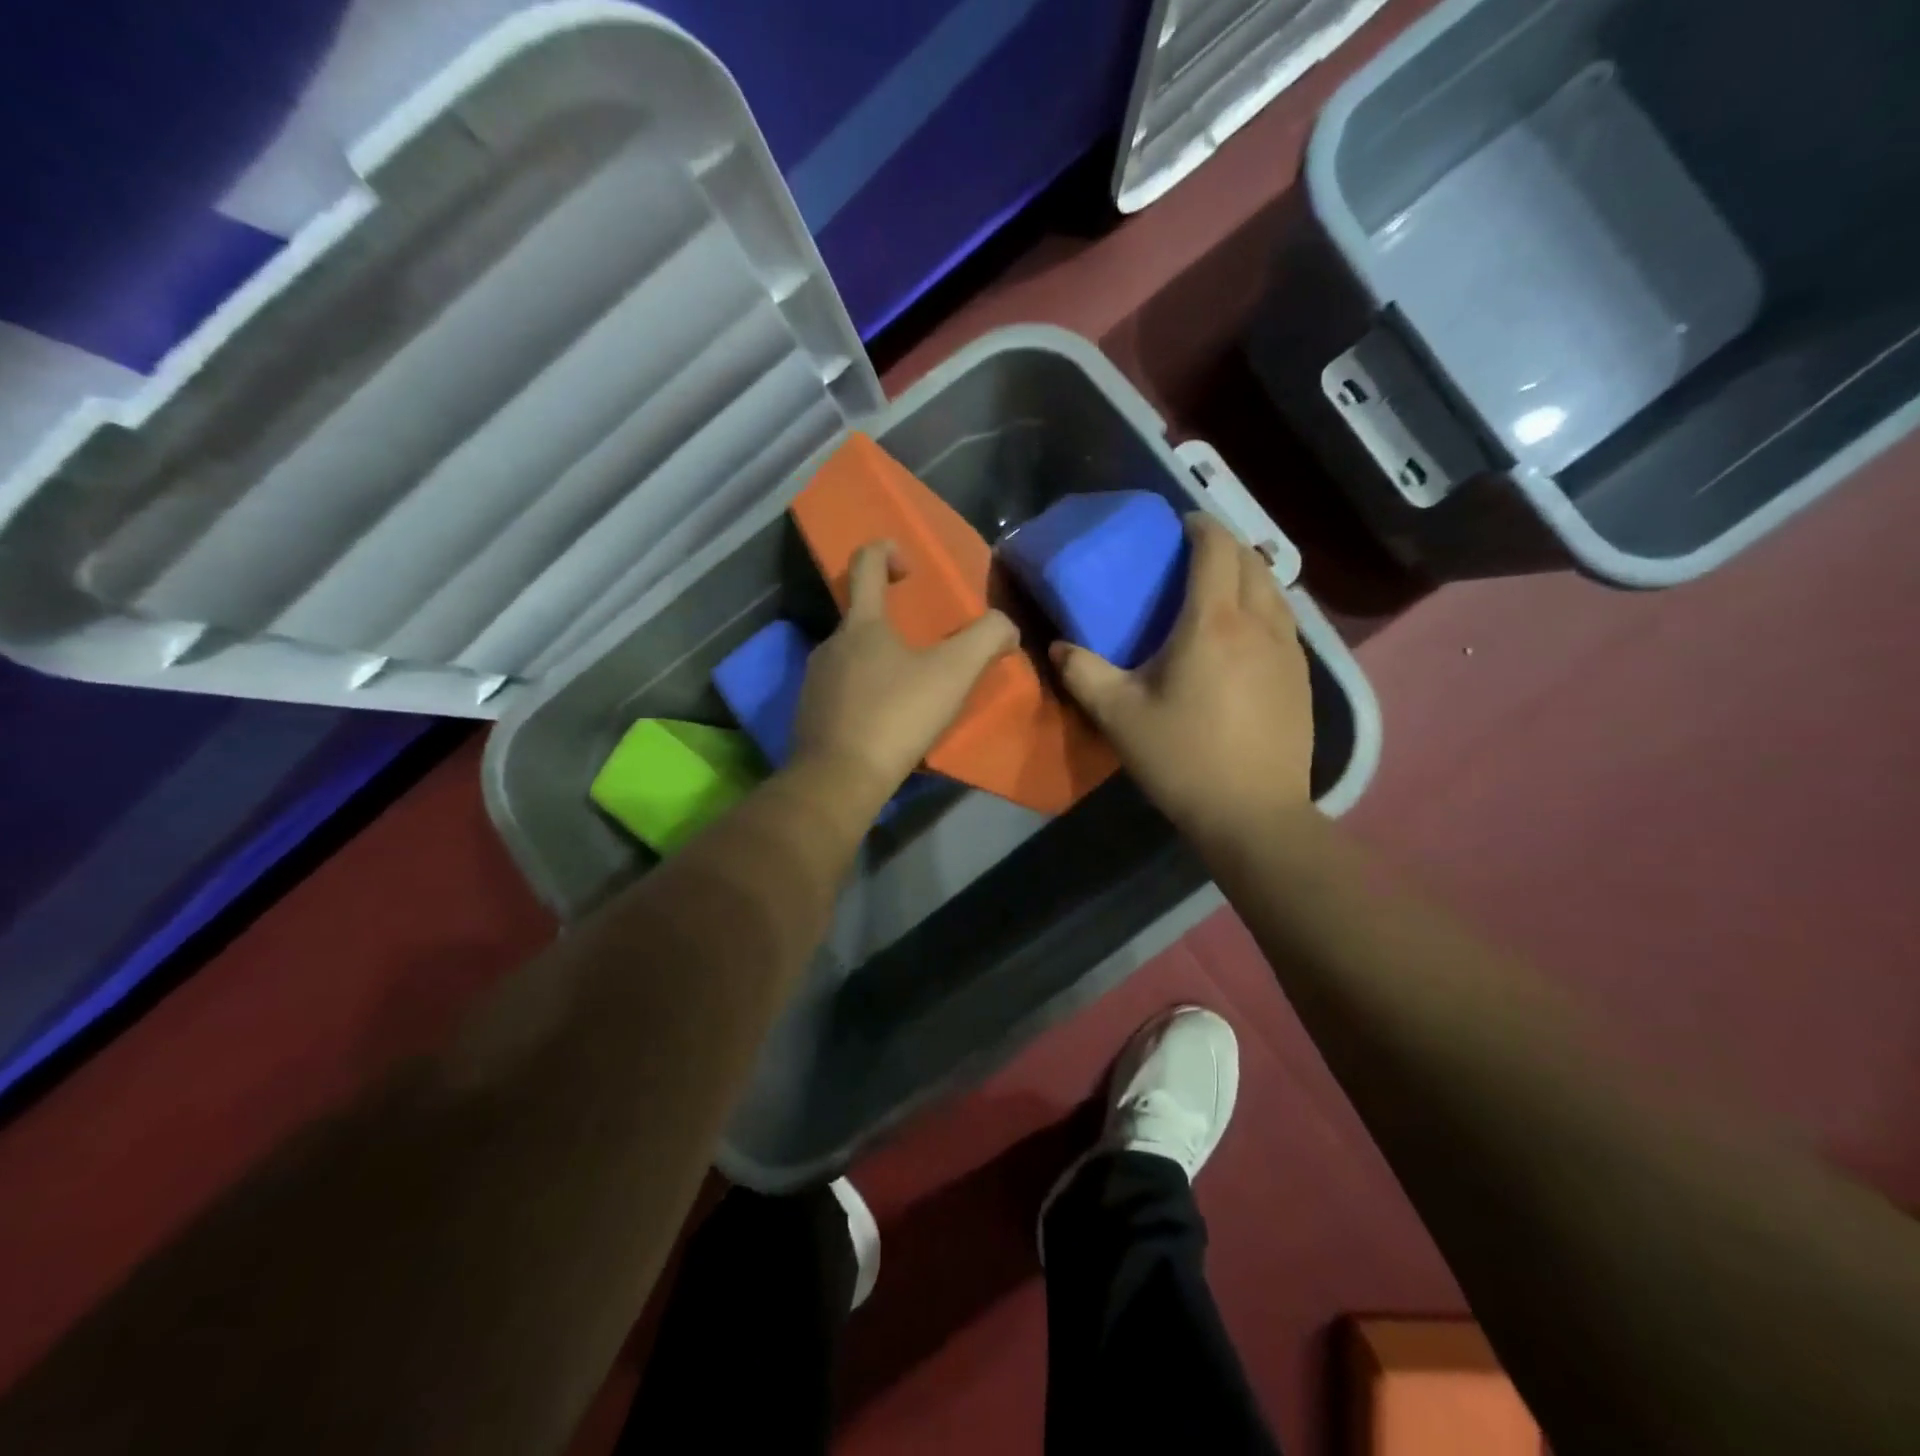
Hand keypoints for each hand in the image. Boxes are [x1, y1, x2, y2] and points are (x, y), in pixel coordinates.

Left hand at [791, 540, 1018, 812]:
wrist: (839, 778)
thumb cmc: (896, 716)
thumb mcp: (953, 674)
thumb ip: (986, 639)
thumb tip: (1007, 627)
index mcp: (861, 625)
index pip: (865, 564)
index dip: (886, 551)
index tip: (909, 565)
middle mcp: (831, 644)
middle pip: (860, 616)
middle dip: (892, 622)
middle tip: (926, 646)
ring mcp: (815, 680)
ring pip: (851, 657)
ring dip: (879, 661)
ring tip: (910, 688)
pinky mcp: (810, 714)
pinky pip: (842, 691)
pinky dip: (865, 695)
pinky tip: (886, 720)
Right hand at [1050, 513, 1313, 844]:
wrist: (1253, 814)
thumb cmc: (1182, 759)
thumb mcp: (1119, 717)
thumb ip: (1082, 674)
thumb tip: (1056, 648)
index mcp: (1212, 622)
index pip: (1215, 548)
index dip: (1199, 526)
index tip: (1179, 525)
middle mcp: (1259, 623)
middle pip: (1251, 560)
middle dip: (1224, 545)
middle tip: (1192, 556)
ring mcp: (1289, 650)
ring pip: (1274, 589)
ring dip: (1248, 575)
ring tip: (1219, 589)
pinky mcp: (1302, 677)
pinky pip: (1285, 620)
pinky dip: (1264, 607)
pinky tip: (1243, 636)